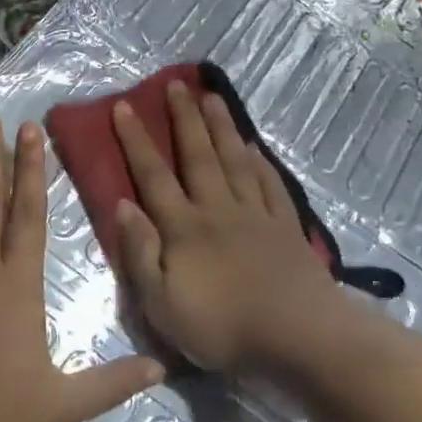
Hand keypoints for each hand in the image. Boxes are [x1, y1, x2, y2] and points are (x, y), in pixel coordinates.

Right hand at [111, 81, 348, 373]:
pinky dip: (260, 163)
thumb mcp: (162, 304)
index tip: (124, 107)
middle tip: (176, 84)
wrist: (298, 337)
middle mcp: (217, 209)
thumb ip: (140, 253)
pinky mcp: (286, 228)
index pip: (153, 176)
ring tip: (212, 97)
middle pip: (198, 156)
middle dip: (184, 118)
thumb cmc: (222, 327)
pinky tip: (254, 147)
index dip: (137, 141)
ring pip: (234, 161)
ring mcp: (256, 215)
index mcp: (184, 227)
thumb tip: (123, 205)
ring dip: (221, 128)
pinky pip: (270, 185)